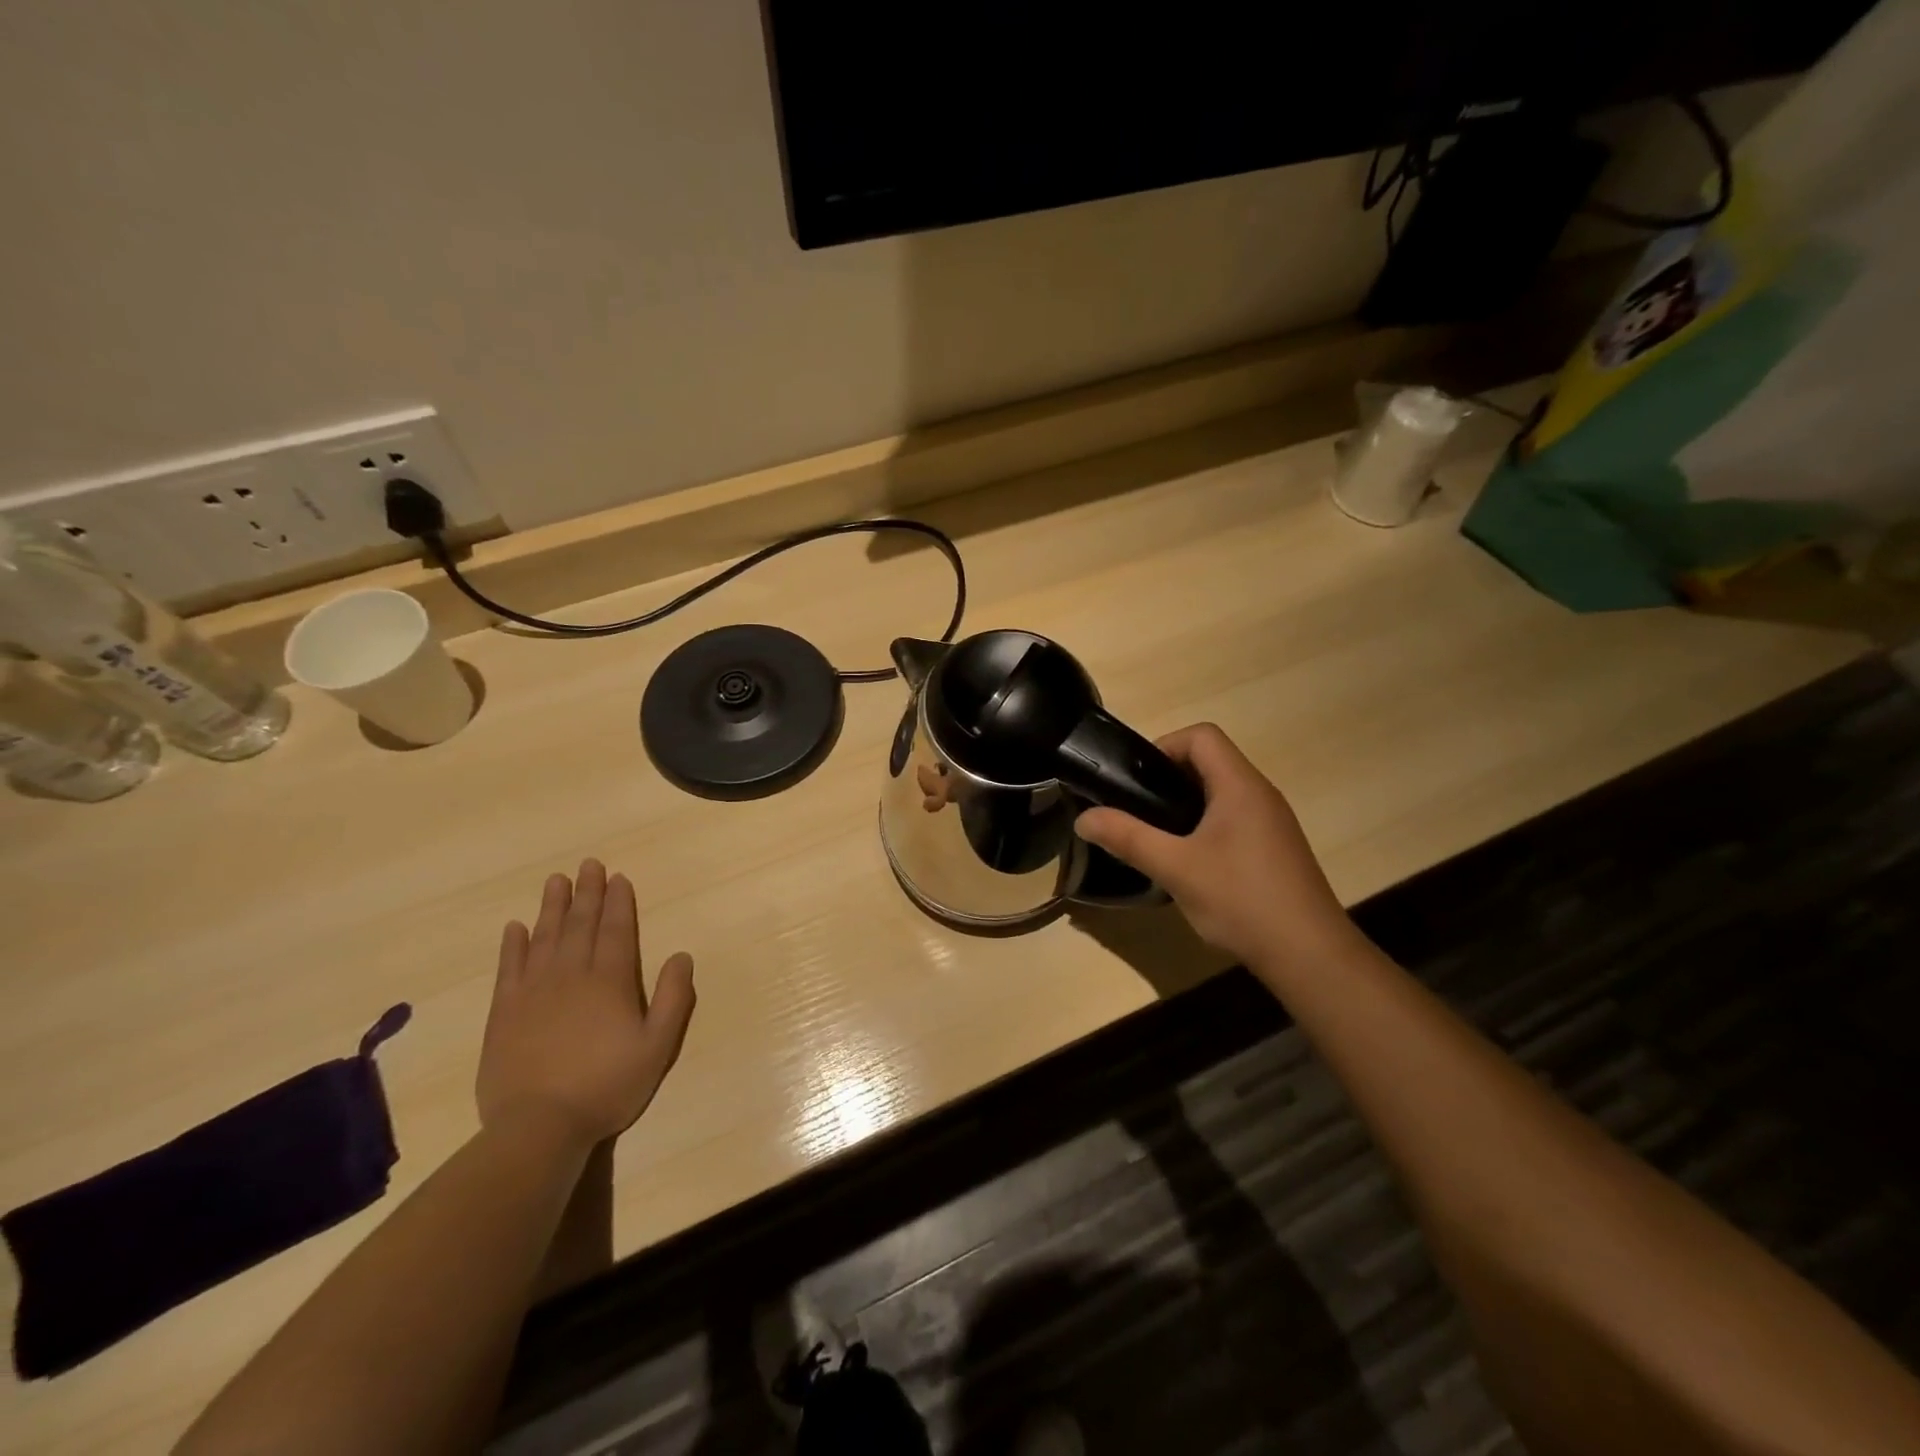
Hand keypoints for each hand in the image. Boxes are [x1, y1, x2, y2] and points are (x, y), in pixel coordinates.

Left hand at [477, 860, 695, 1147]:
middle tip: (589, 864)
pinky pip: (509, 968)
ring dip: (552, 907)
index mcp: (609, 982)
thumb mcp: (657, 1046)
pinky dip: (513, 945)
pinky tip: (515, 927)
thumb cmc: (607, 1086)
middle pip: (580, 925)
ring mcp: (533, 992)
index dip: (618, 902)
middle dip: (587, 893)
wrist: (538, 1127)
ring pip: (545, 937)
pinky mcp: (503, 1013)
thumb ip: (673, 999)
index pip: (616, 931)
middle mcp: (571, 976)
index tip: (618, 878)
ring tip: (556, 881)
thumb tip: (681, 956)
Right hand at [1074, 724, 1356, 968]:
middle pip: (1210, 761)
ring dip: (1185, 804)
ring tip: (1156, 836)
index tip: (1137, 781)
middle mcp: (1260, 794)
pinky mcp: (1274, 848)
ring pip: (1221, 792)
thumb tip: (1083, 818)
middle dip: (1168, 778)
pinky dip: (1205, 826)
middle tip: (1138, 810)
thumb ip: (1127, 838)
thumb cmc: (1242, 900)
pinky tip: (1189, 863)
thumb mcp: (1175, 868)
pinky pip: (1233, 818)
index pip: (1201, 736)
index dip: (1164, 746)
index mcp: (1240, 786)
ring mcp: (1271, 822)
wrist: (1310, 956)